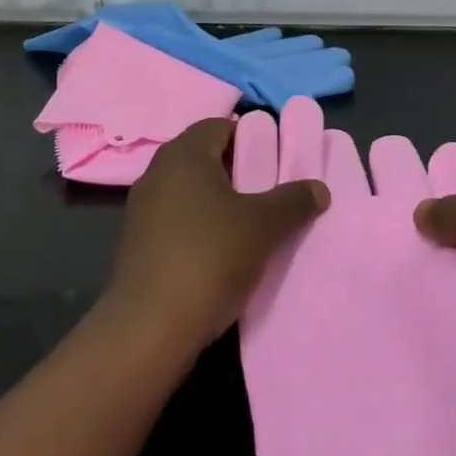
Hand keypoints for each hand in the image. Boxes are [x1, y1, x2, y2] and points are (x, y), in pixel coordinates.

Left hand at [106, 118, 329, 356]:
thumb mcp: (263, 226)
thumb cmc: (209, 258)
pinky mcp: (136, 245)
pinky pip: (176, 221)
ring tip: (251, 224)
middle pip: (205, 158)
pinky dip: (199, 227)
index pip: (221, 125)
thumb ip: (293, 200)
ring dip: (219, 202)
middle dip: (238, 171)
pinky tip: (222, 253)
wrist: (148, 330)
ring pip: (190, 192)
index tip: (277, 160)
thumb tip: (319, 188)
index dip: (252, 137)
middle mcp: (157, 172)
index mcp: (184, 154)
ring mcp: (141, 210)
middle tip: (270, 191)